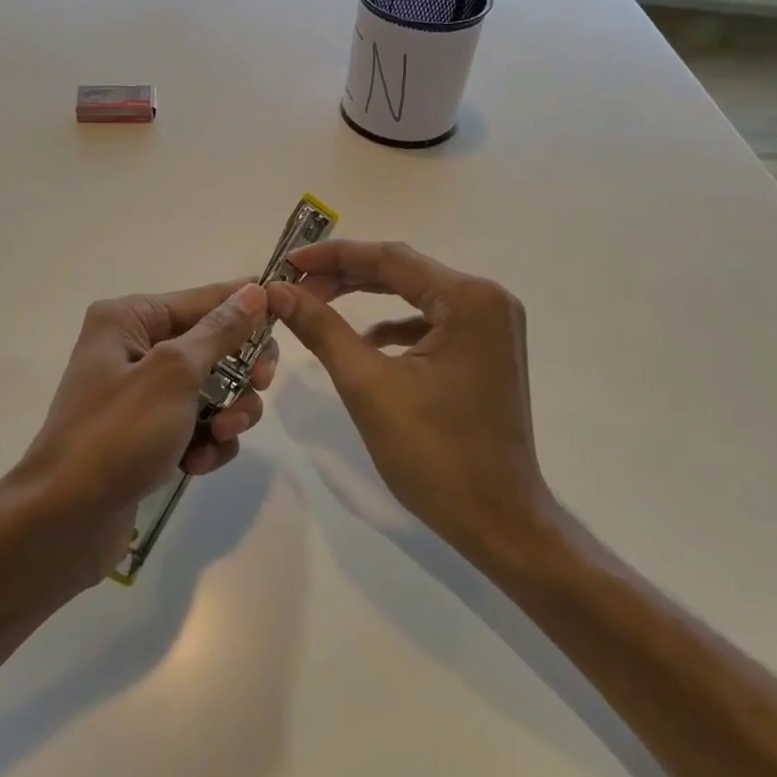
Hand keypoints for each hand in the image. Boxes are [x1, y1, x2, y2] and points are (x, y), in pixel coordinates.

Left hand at [8, 280, 277, 582]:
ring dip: (226, 414)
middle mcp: (134, 348)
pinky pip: (196, 425)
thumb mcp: (174, 373)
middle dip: (239, 373)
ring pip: (211, 389)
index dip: (249, 309)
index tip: (291, 320)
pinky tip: (195, 465)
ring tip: (218, 438)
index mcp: (130, 319)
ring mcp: (141, 395)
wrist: (64, 522)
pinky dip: (205, 443)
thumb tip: (255, 290)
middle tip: (258, 389)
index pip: (205, 299)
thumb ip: (220, 331)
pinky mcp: (147, 435)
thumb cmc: (117, 434)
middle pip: (213, 345)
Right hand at [267, 241, 551, 562]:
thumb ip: (322, 329)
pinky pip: (433, 322)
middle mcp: (489, 300)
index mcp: (469, 300)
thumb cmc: (434, 454)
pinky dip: (396, 326)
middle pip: (405, 272)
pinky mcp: (487, 350)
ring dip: (368, 298)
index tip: (287, 261)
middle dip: (347, 276)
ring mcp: (494, 326)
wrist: (498, 520)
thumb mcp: (368, 386)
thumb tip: (278, 291)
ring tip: (319, 304)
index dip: (333, 256)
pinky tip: (367, 342)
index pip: (390, 259)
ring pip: (417, 295)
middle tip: (295, 284)